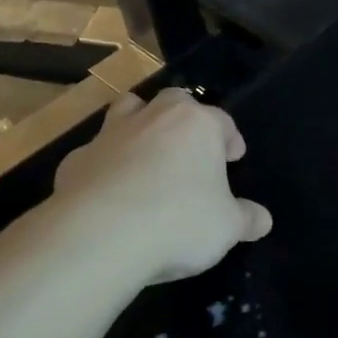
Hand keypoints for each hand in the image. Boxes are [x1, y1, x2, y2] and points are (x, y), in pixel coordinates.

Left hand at [51, 87, 271, 283]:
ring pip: (128, 112)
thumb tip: (263, 219)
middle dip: (185, 119)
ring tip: (148, 156)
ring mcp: (109, 135)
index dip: (231, 140)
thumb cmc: (179, 222)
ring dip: (140, 126)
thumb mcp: (228, 227)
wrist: (98, 236)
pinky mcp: (75, 161)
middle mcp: (153, 118)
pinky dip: (107, 166)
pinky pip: (97, 155)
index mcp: (197, 125)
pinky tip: (111, 194)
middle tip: (192, 149)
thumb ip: (247, 219)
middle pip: (174, 101)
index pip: (222, 122)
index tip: (234, 158)